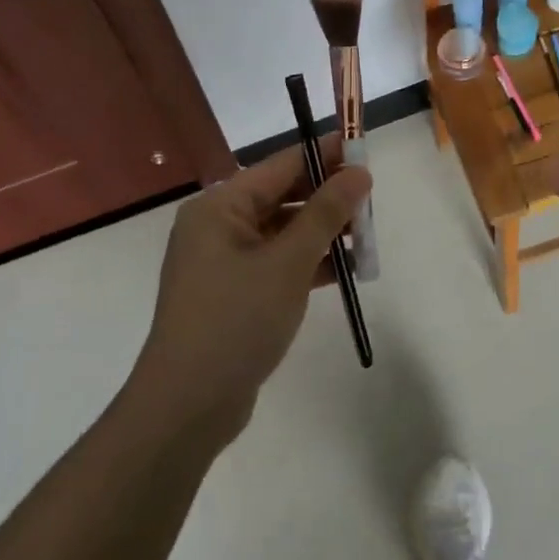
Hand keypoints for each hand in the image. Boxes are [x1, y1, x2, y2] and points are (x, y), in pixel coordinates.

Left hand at [136, 143, 370, 431]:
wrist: (186, 407)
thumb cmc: (236, 320)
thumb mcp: (288, 262)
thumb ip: (326, 213)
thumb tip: (359, 173)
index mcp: (221, 206)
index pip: (282, 165)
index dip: (325, 156)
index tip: (364, 151)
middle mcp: (218, 225)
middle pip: (284, 196)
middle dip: (329, 198)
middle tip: (372, 203)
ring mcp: (224, 261)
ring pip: (284, 231)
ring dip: (324, 233)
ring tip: (368, 239)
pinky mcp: (234, 292)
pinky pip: (278, 261)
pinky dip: (310, 262)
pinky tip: (348, 270)